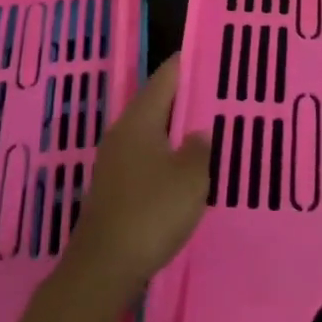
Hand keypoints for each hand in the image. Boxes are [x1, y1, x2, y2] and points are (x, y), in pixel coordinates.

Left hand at [62, 55, 209, 302]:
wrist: (103, 267)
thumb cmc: (151, 212)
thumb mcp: (190, 177)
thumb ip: (199, 148)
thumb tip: (197, 134)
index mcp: (140, 119)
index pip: (165, 77)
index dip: (187, 64)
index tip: (210, 54)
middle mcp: (122, 133)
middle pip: (156, 103)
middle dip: (185, 98)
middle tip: (217, 94)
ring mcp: (114, 161)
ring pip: (151, 133)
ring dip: (175, 131)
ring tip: (207, 131)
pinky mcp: (113, 188)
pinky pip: (145, 159)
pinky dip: (165, 157)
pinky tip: (184, 170)